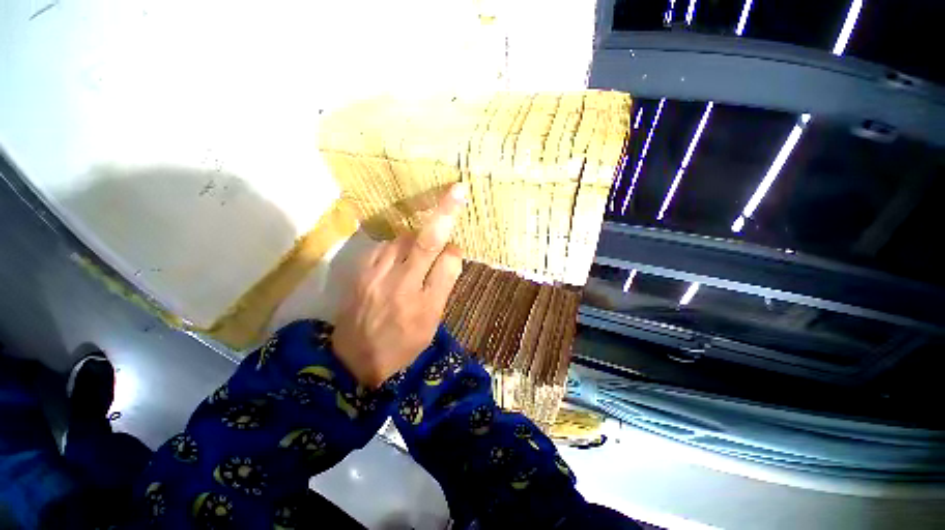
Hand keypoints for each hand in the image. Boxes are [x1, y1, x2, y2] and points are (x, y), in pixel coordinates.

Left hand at [332, 184, 466, 387]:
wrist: (354, 360)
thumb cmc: (402, 345)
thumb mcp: (432, 325)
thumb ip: (442, 288)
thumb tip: (449, 255)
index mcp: (426, 305)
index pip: (448, 263)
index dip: (454, 252)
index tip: (454, 251)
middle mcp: (402, 286)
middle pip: (426, 242)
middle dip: (444, 213)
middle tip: (457, 191)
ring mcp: (377, 276)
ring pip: (403, 239)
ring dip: (416, 237)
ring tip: (418, 250)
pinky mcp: (360, 272)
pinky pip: (384, 246)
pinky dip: (396, 246)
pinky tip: (397, 257)